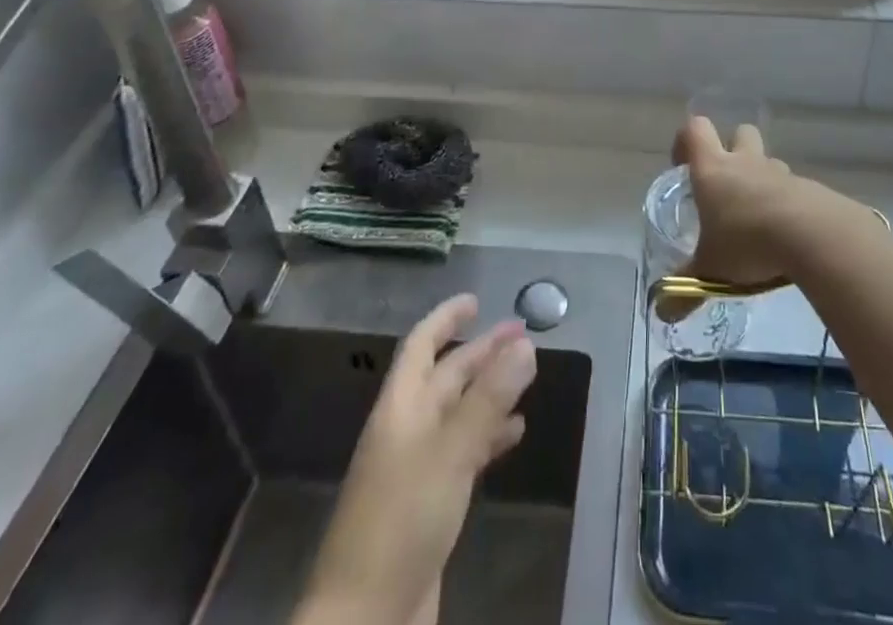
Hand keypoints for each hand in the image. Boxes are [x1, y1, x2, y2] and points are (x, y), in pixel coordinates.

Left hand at [297, 294, 535, 624]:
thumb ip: (488, 399)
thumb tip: (525, 345)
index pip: (420, 345)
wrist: (364, 622)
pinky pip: (463, 452)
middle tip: (521, 335)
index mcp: (400, 408)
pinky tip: (514, 435)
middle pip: (445, 376)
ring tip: (527, 378)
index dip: (445, 318)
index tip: (476, 300)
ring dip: (489, 392)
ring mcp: (416, 469)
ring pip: (457, 413)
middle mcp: (407, 429)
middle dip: (480, 353)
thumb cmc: (401, 521)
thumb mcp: (449, 453)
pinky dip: (488, 436)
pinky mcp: (430, 505)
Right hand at [671, 115, 803, 293]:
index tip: (683, 166)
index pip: (695, 129)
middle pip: (739, 132)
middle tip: (727, 186)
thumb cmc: (748, 243)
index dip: (686, 142)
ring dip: (763, 181)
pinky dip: (788, 205)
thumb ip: (685, 289)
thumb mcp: (710, 270)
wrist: (813, 237)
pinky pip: (793, 189)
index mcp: (714, 170)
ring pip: (769, 163)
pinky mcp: (810, 189)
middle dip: (733, 150)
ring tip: (759, 220)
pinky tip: (787, 238)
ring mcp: (780, 173)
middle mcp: (746, 162)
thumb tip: (662, 313)